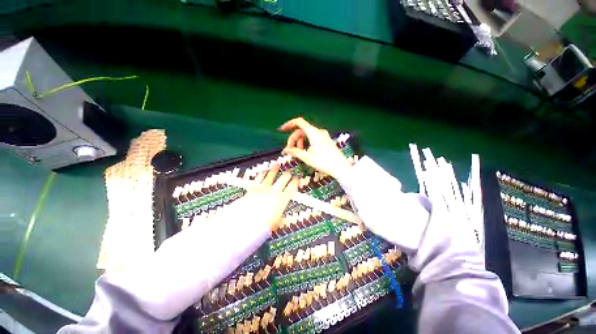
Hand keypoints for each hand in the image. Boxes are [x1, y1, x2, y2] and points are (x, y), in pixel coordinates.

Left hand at [243, 164, 298, 229]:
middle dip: (287, 174)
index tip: (297, 179)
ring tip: (277, 165)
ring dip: (275, 169)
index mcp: (282, 199)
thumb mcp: (276, 222)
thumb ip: (280, 218)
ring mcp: (264, 187)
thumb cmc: (263, 224)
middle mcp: (274, 191)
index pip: (292, 187)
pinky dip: (262, 173)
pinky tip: (264, 171)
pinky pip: (259, 177)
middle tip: (288, 172)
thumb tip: (282, 219)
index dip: (296, 182)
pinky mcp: (254, 187)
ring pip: (271, 174)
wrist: (246, 222)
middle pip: (283, 178)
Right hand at [280, 117, 351, 178]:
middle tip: (290, 150)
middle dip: (294, 139)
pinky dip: (306, 142)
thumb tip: (285, 150)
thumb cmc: (324, 162)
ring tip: (298, 152)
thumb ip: (295, 152)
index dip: (289, 124)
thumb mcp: (307, 158)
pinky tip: (306, 151)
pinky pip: (313, 137)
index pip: (299, 122)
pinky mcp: (326, 140)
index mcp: (314, 133)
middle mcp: (319, 131)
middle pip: (302, 130)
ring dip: (300, 141)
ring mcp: (323, 135)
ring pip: (307, 134)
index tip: (282, 130)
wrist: (341, 167)